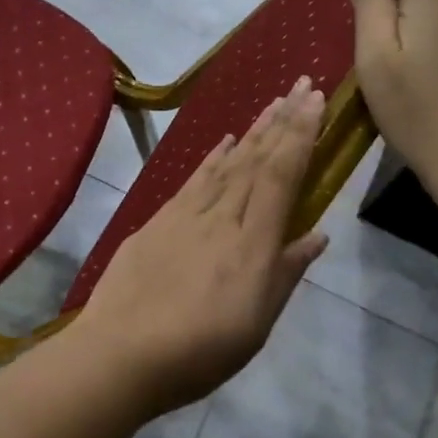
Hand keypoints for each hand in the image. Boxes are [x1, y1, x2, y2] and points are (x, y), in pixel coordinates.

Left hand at [76, 78, 329, 414]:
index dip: (300, 134)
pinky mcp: (156, 222)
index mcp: (253, 243)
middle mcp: (222, 218)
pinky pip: (193, 180)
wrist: (120, 354)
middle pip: (256, 160)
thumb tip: (316, 235)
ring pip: (226, 164)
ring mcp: (185, 216)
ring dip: (251, 131)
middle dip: (282, 120)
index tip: (314, 99)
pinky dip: (212, 158)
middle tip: (300, 84)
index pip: (282, 175)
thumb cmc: (199, 351)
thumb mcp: (256, 324)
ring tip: (271, 103)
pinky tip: (223, 143)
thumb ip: (285, 274)